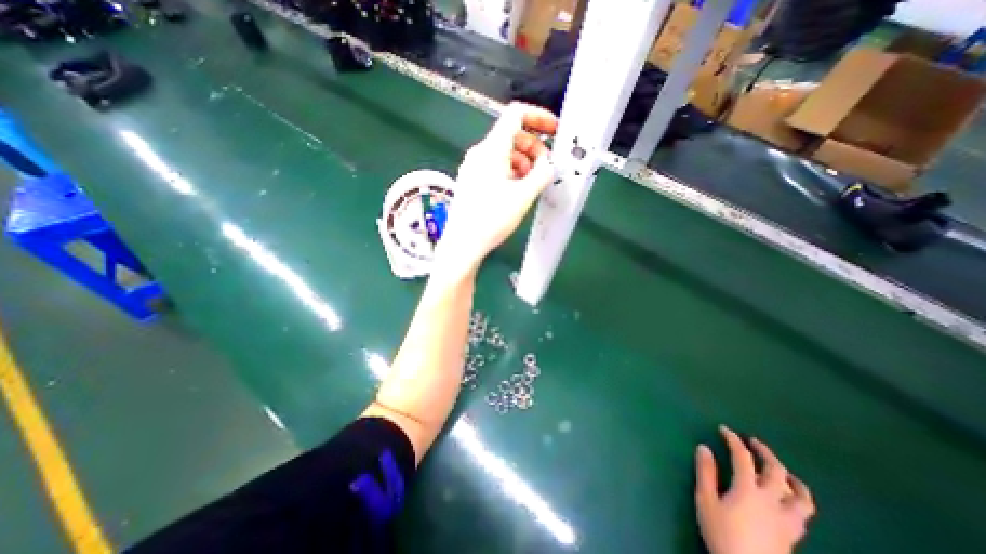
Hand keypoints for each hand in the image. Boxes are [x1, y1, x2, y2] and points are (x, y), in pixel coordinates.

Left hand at [433, 100, 558, 276]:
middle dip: (534, 147)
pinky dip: (512, 171)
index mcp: (492, 149)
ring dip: (524, 161)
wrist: (463, 243)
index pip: (516, 114)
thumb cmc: (490, 220)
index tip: (553, 130)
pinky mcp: (472, 180)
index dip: (539, 117)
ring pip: (505, 152)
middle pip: (512, 134)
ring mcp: (474, 167)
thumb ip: (542, 174)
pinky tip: (518, 189)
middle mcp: (480, 153)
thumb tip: (549, 164)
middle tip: (545, 167)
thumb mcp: (523, 196)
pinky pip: (496, 166)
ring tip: (532, 182)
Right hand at [692, 429, 815, 553]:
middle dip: (765, 452)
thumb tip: (704, 447)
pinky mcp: (793, 536)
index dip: (733, 440)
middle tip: (753, 442)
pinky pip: (802, 512)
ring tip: (783, 471)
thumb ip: (705, 473)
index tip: (724, 429)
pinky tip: (789, 500)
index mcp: (748, 490)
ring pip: (800, 496)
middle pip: (775, 471)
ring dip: (791, 478)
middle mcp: (772, 501)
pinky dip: (797, 499)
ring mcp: (787, 520)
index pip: (743, 457)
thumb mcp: (706, 501)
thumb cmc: (723, 534)